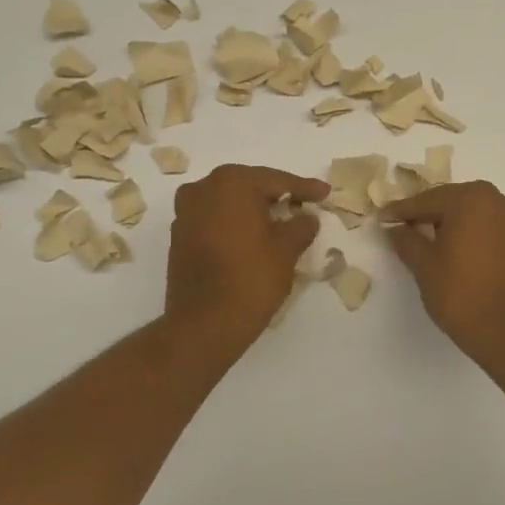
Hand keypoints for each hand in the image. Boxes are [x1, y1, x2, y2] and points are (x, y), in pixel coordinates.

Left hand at [166, 164, 328, 355]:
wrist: (204, 324)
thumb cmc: (251, 279)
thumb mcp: (287, 250)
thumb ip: (301, 225)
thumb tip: (306, 216)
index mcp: (231, 183)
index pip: (276, 180)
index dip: (304, 188)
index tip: (325, 193)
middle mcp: (203, 188)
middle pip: (249, 186)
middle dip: (276, 195)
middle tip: (303, 204)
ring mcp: (186, 212)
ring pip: (229, 202)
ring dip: (253, 209)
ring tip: (279, 221)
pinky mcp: (179, 236)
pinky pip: (214, 219)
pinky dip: (234, 224)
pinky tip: (252, 238)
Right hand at [382, 181, 504, 365]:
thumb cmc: (462, 294)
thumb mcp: (424, 266)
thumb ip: (406, 240)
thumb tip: (394, 227)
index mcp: (471, 198)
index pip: (426, 200)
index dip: (401, 211)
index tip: (382, 218)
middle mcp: (496, 199)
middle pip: (451, 201)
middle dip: (426, 214)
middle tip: (401, 228)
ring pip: (471, 212)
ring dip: (449, 222)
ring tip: (424, 239)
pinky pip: (487, 226)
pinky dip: (468, 232)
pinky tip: (452, 248)